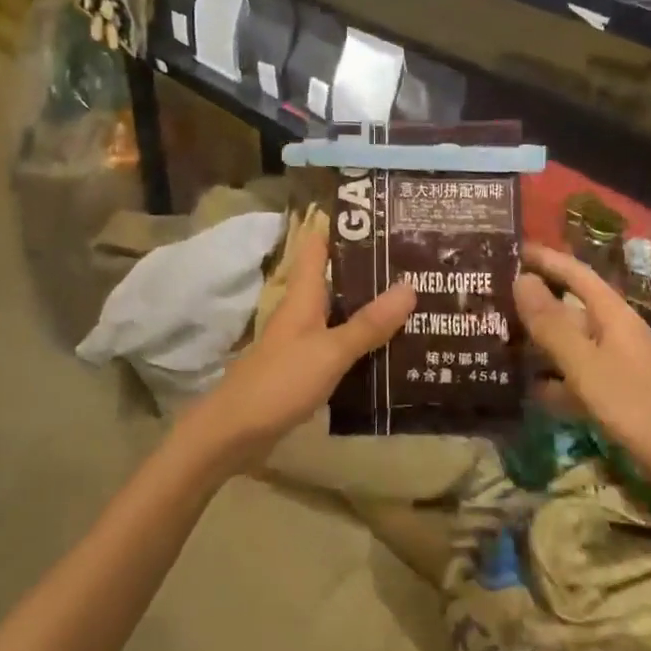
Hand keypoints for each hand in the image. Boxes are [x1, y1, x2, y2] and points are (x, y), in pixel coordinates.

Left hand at [180, 218, 414, 471]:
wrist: (235, 431)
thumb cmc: (281, 380)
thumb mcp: (331, 351)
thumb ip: (368, 323)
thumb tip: (410, 286)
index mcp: (303, 295)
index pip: (318, 246)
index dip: (344, 228)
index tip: (381, 218)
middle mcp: (302, 310)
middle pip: (336, 279)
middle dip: (370, 272)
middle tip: (415, 264)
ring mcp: (301, 340)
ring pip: (340, 313)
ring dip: (369, 308)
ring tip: (413, 304)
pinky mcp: (304, 368)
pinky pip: (338, 344)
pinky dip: (361, 342)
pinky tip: (389, 350)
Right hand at [513, 243, 650, 519]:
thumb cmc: (638, 410)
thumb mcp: (586, 365)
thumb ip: (551, 323)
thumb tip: (520, 278)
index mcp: (613, 315)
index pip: (575, 273)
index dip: (544, 258)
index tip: (507, 248)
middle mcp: (616, 333)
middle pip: (570, 306)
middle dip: (533, 300)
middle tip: (488, 297)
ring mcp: (619, 366)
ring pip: (570, 343)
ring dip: (538, 341)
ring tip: (496, 340)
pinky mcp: (619, 398)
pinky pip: (577, 377)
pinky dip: (552, 380)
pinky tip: (525, 391)